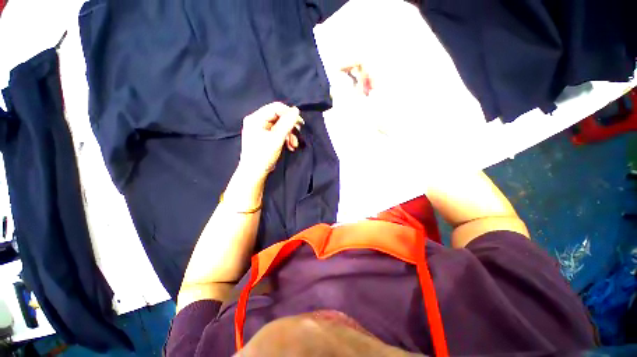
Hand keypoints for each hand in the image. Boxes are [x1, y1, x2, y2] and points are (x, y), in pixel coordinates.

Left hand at [239, 102, 303, 179]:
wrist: (254, 173)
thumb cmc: (263, 155)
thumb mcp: (277, 138)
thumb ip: (287, 123)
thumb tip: (296, 110)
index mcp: (256, 118)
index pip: (276, 108)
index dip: (289, 113)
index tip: (300, 122)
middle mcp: (257, 121)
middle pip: (278, 117)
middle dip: (290, 127)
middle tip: (298, 134)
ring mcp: (260, 129)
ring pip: (279, 126)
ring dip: (289, 134)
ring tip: (294, 145)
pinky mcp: (264, 137)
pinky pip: (277, 133)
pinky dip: (285, 139)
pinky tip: (290, 146)